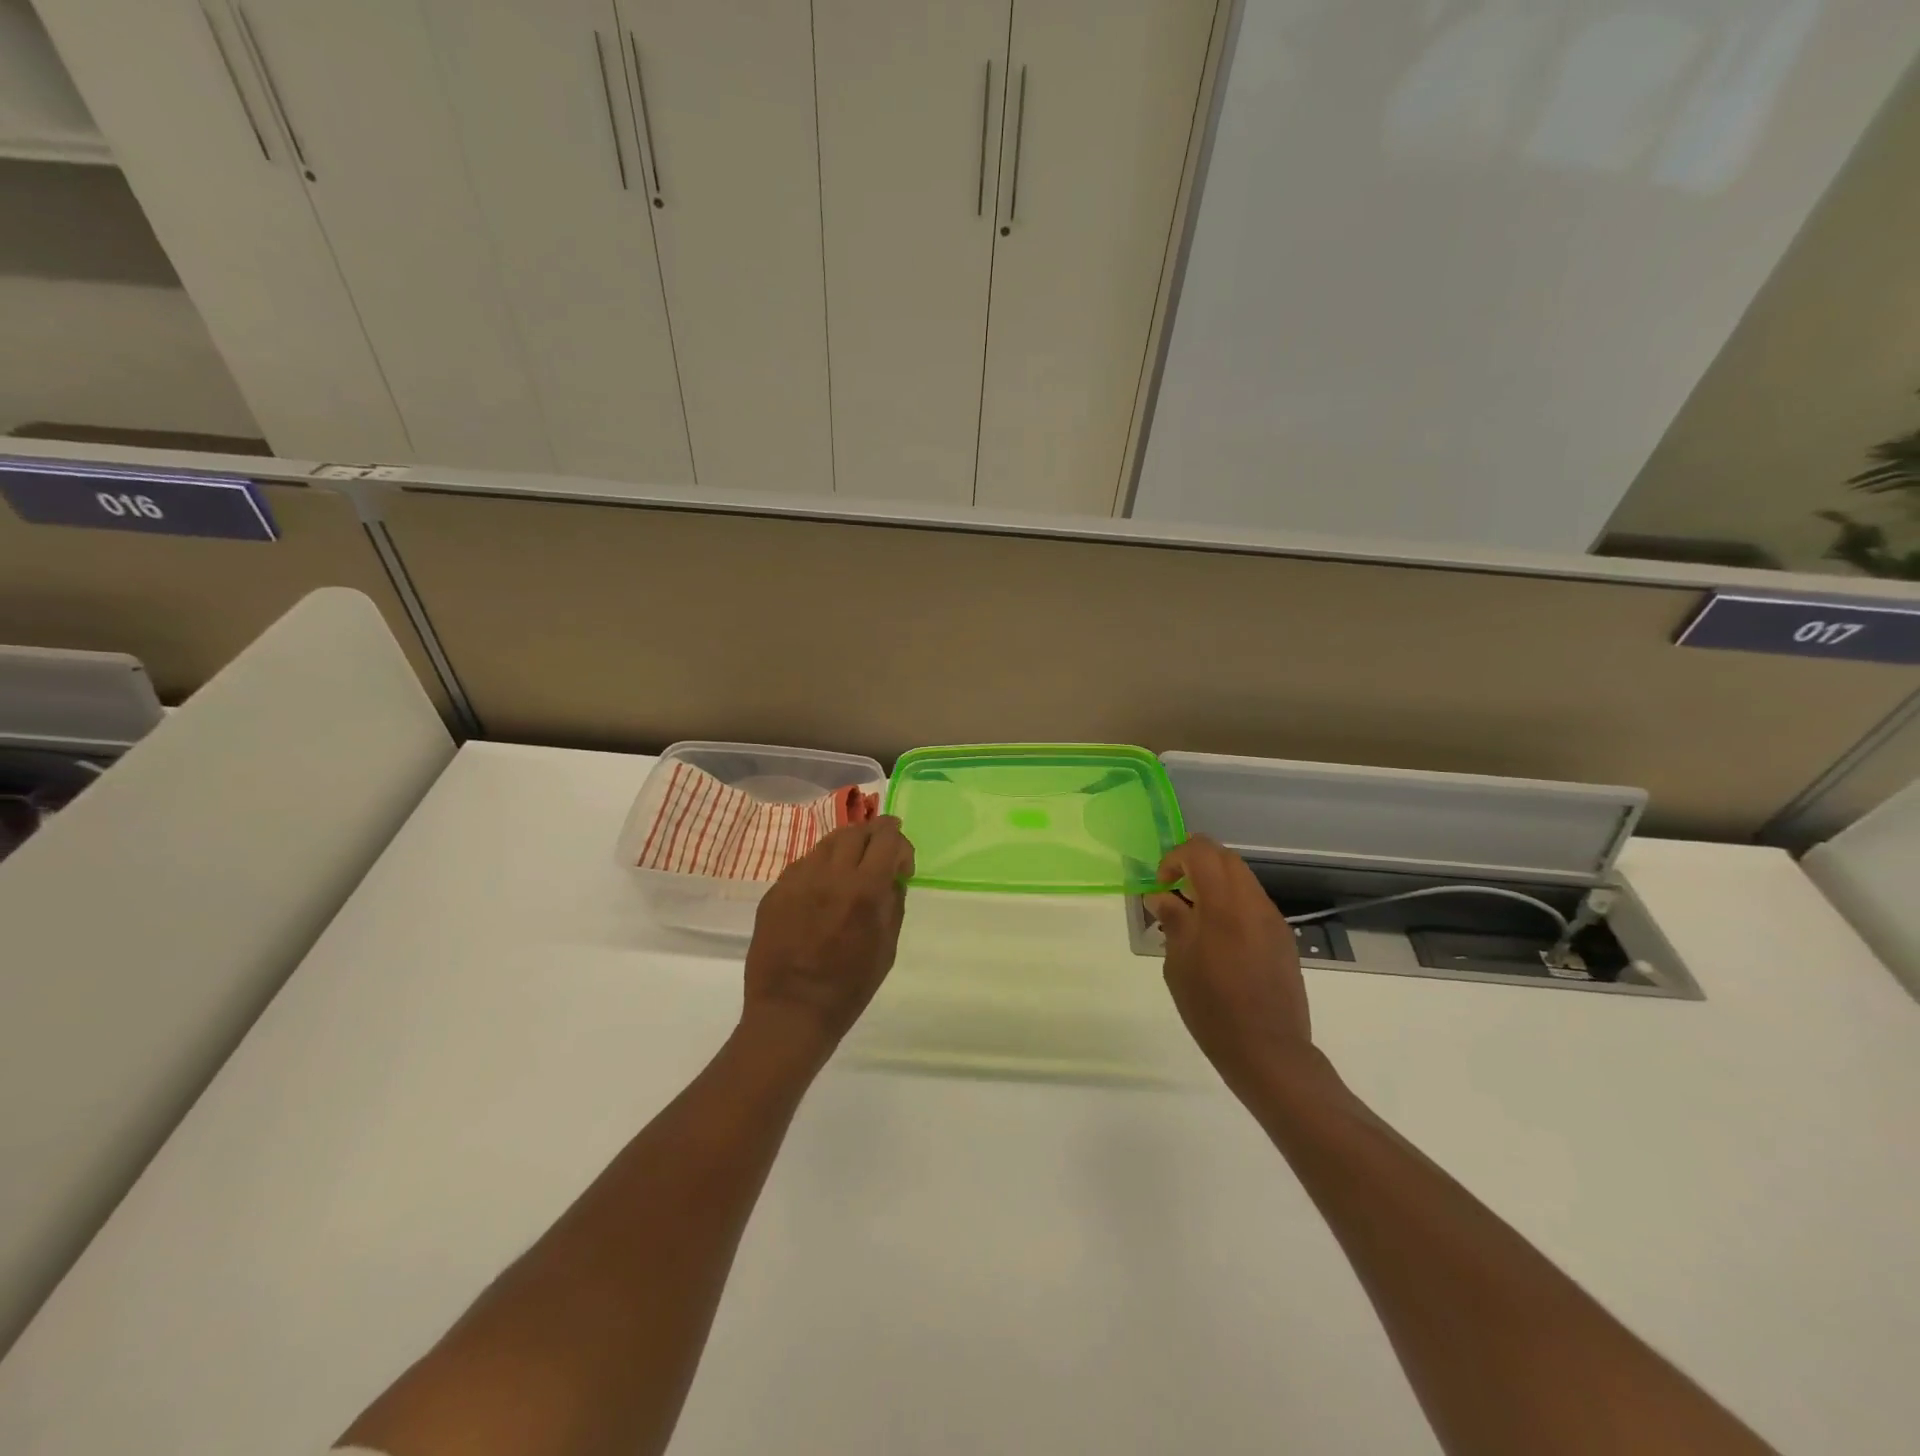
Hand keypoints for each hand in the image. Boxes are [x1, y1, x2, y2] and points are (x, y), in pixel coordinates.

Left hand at [743, 817, 914, 1052]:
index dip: (901, 844)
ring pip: (827, 842)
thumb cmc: (848, 988)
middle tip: (880, 854)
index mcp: (864, 889)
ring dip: (847, 848)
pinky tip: (823, 889)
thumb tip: (892, 877)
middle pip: (856, 831)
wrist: (790, 1012)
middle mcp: (830, 875)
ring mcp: (797, 880)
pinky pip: (804, 864)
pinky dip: (821, 867)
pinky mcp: (775, 891)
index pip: (886, 838)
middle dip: (875, 837)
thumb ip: (893, 904)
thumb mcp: (887, 948)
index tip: (902, 866)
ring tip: (852, 868)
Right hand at [1145, 836, 1313, 1092]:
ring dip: (1215, 884)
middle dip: (1195, 864)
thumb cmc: (1212, 1009)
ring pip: (1242, 879)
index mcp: (1224, 906)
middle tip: (1175, 892)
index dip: (1175, 858)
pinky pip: (1254, 903)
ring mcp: (1273, 920)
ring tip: (1194, 917)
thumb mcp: (1178, 964)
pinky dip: (1231, 904)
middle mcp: (1253, 903)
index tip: (1161, 886)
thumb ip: (1173, 921)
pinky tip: (1219, 939)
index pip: (1201, 851)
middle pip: (1225, 858)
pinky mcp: (1283, 938)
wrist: (1268, 1051)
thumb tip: (1162, 897)